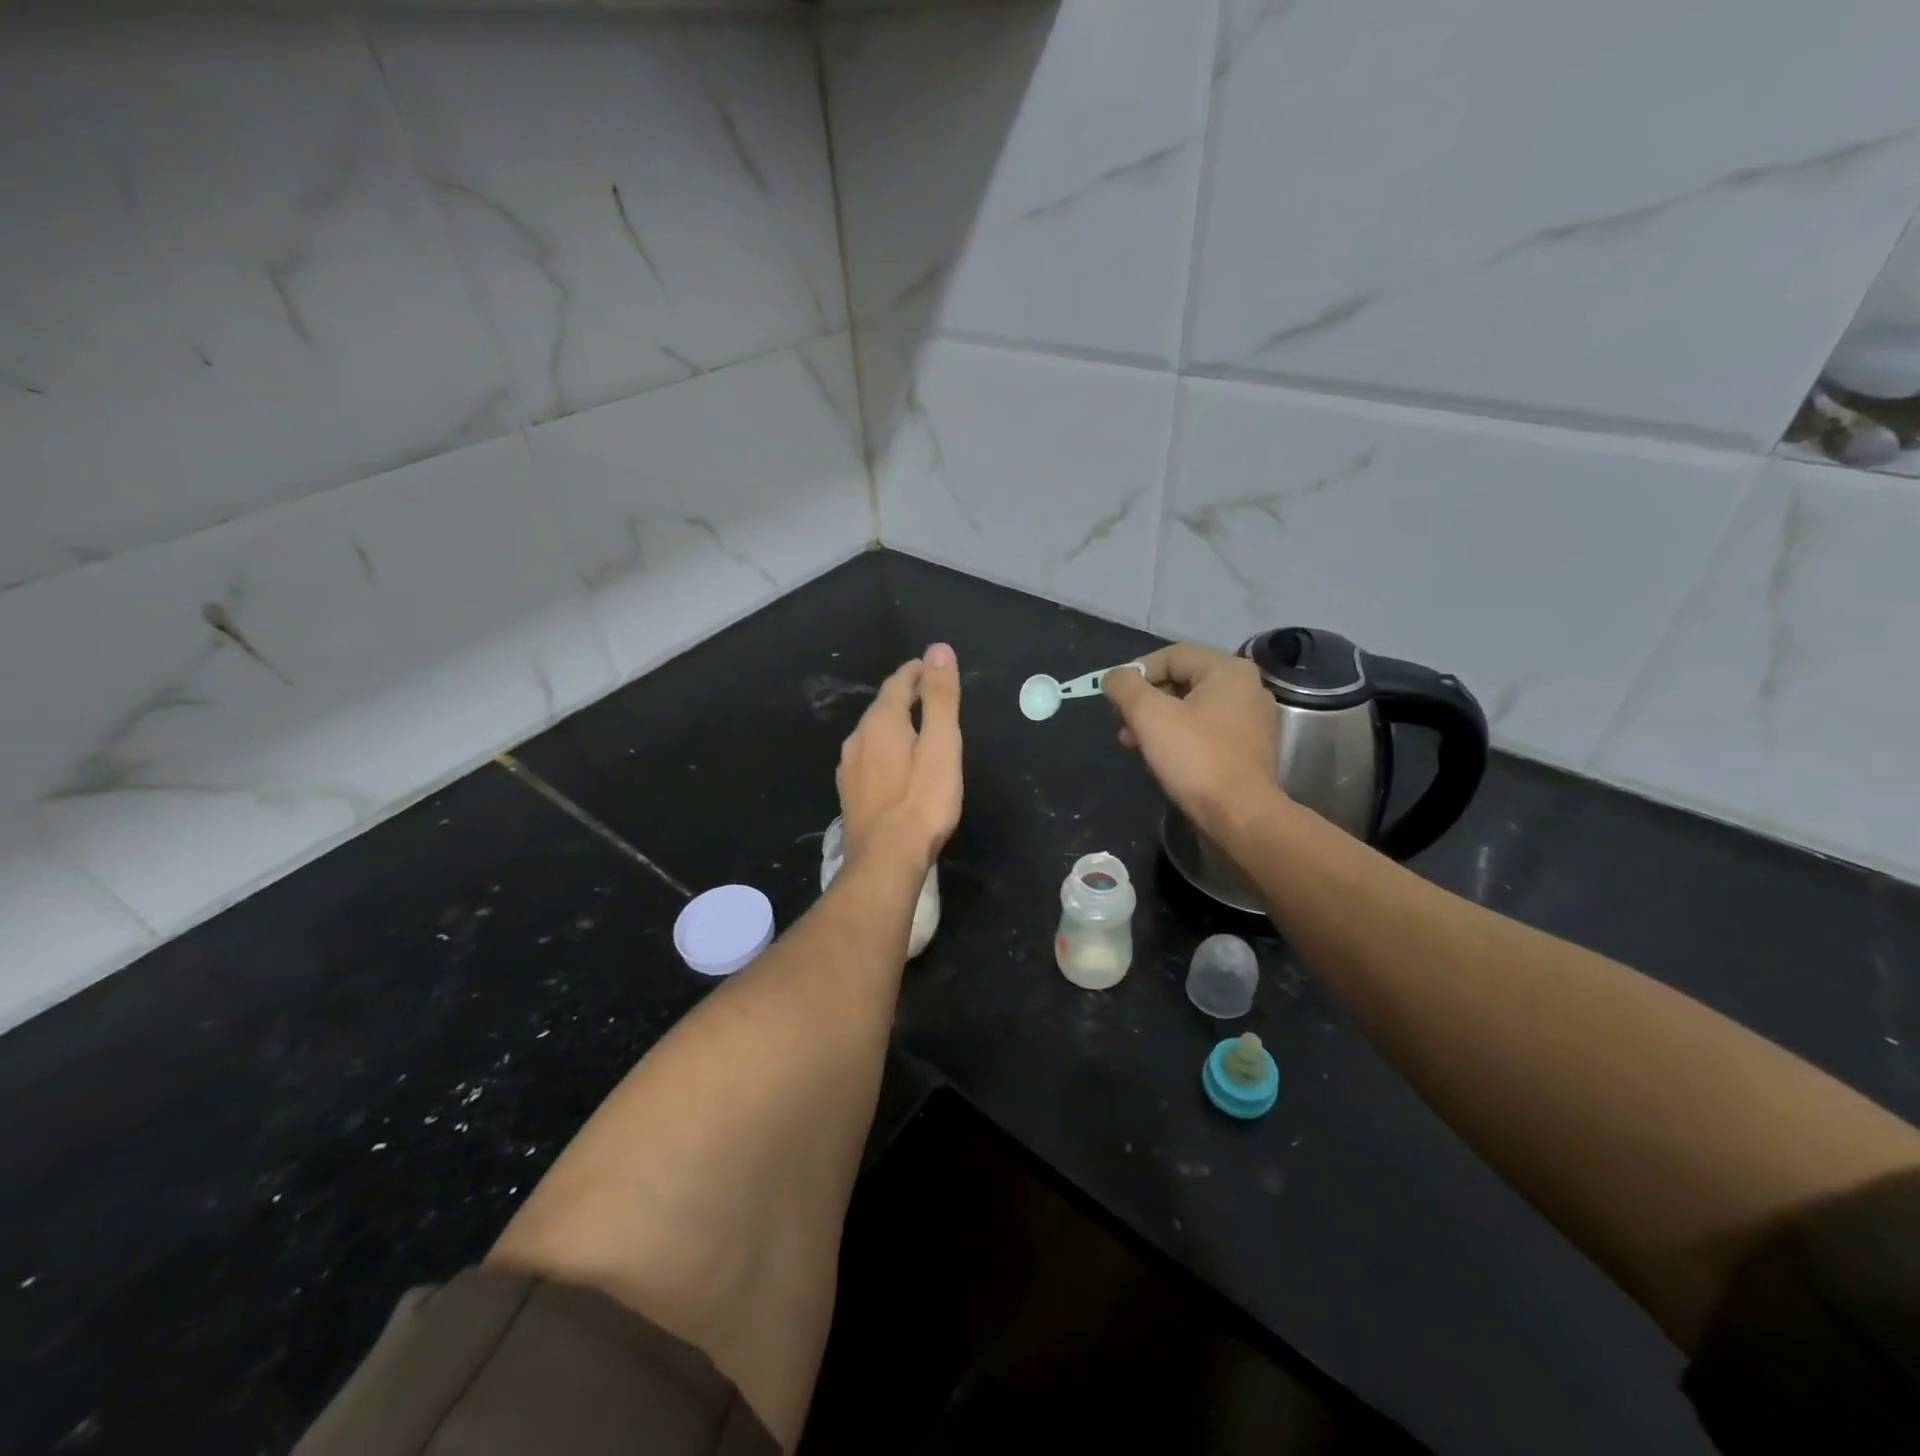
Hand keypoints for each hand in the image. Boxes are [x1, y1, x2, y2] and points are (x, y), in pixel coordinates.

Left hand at [837, 643, 963, 869]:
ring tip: (916, 726)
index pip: (898, 683)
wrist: (885, 860)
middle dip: (905, 695)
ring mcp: (849, 767)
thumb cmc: (922, 801)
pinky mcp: (850, 792)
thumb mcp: (941, 745)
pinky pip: (868, 757)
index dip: (916, 671)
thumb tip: (938, 650)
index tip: (932, 667)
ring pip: (872, 733)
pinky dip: (884, 748)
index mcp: (881, 722)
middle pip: (882, 706)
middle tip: (929, 693)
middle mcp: (858, 738)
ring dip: (893, 723)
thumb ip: (940, 697)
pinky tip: (894, 763)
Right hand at [1103, 643, 1278, 832]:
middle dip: (1145, 701)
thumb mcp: (1149, 716)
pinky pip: (1205, 730)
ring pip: (1191, 707)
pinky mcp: (1248, 748)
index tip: (1114, 699)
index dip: (1136, 673)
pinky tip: (1160, 758)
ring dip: (1157, 721)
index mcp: (1228, 670)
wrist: (1240, 817)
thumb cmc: (1195, 759)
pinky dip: (1179, 737)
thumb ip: (1126, 687)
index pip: (1171, 656)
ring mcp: (1251, 720)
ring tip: (1134, 744)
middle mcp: (1246, 688)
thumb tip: (1114, 678)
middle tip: (1122, 725)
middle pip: (1181, 680)